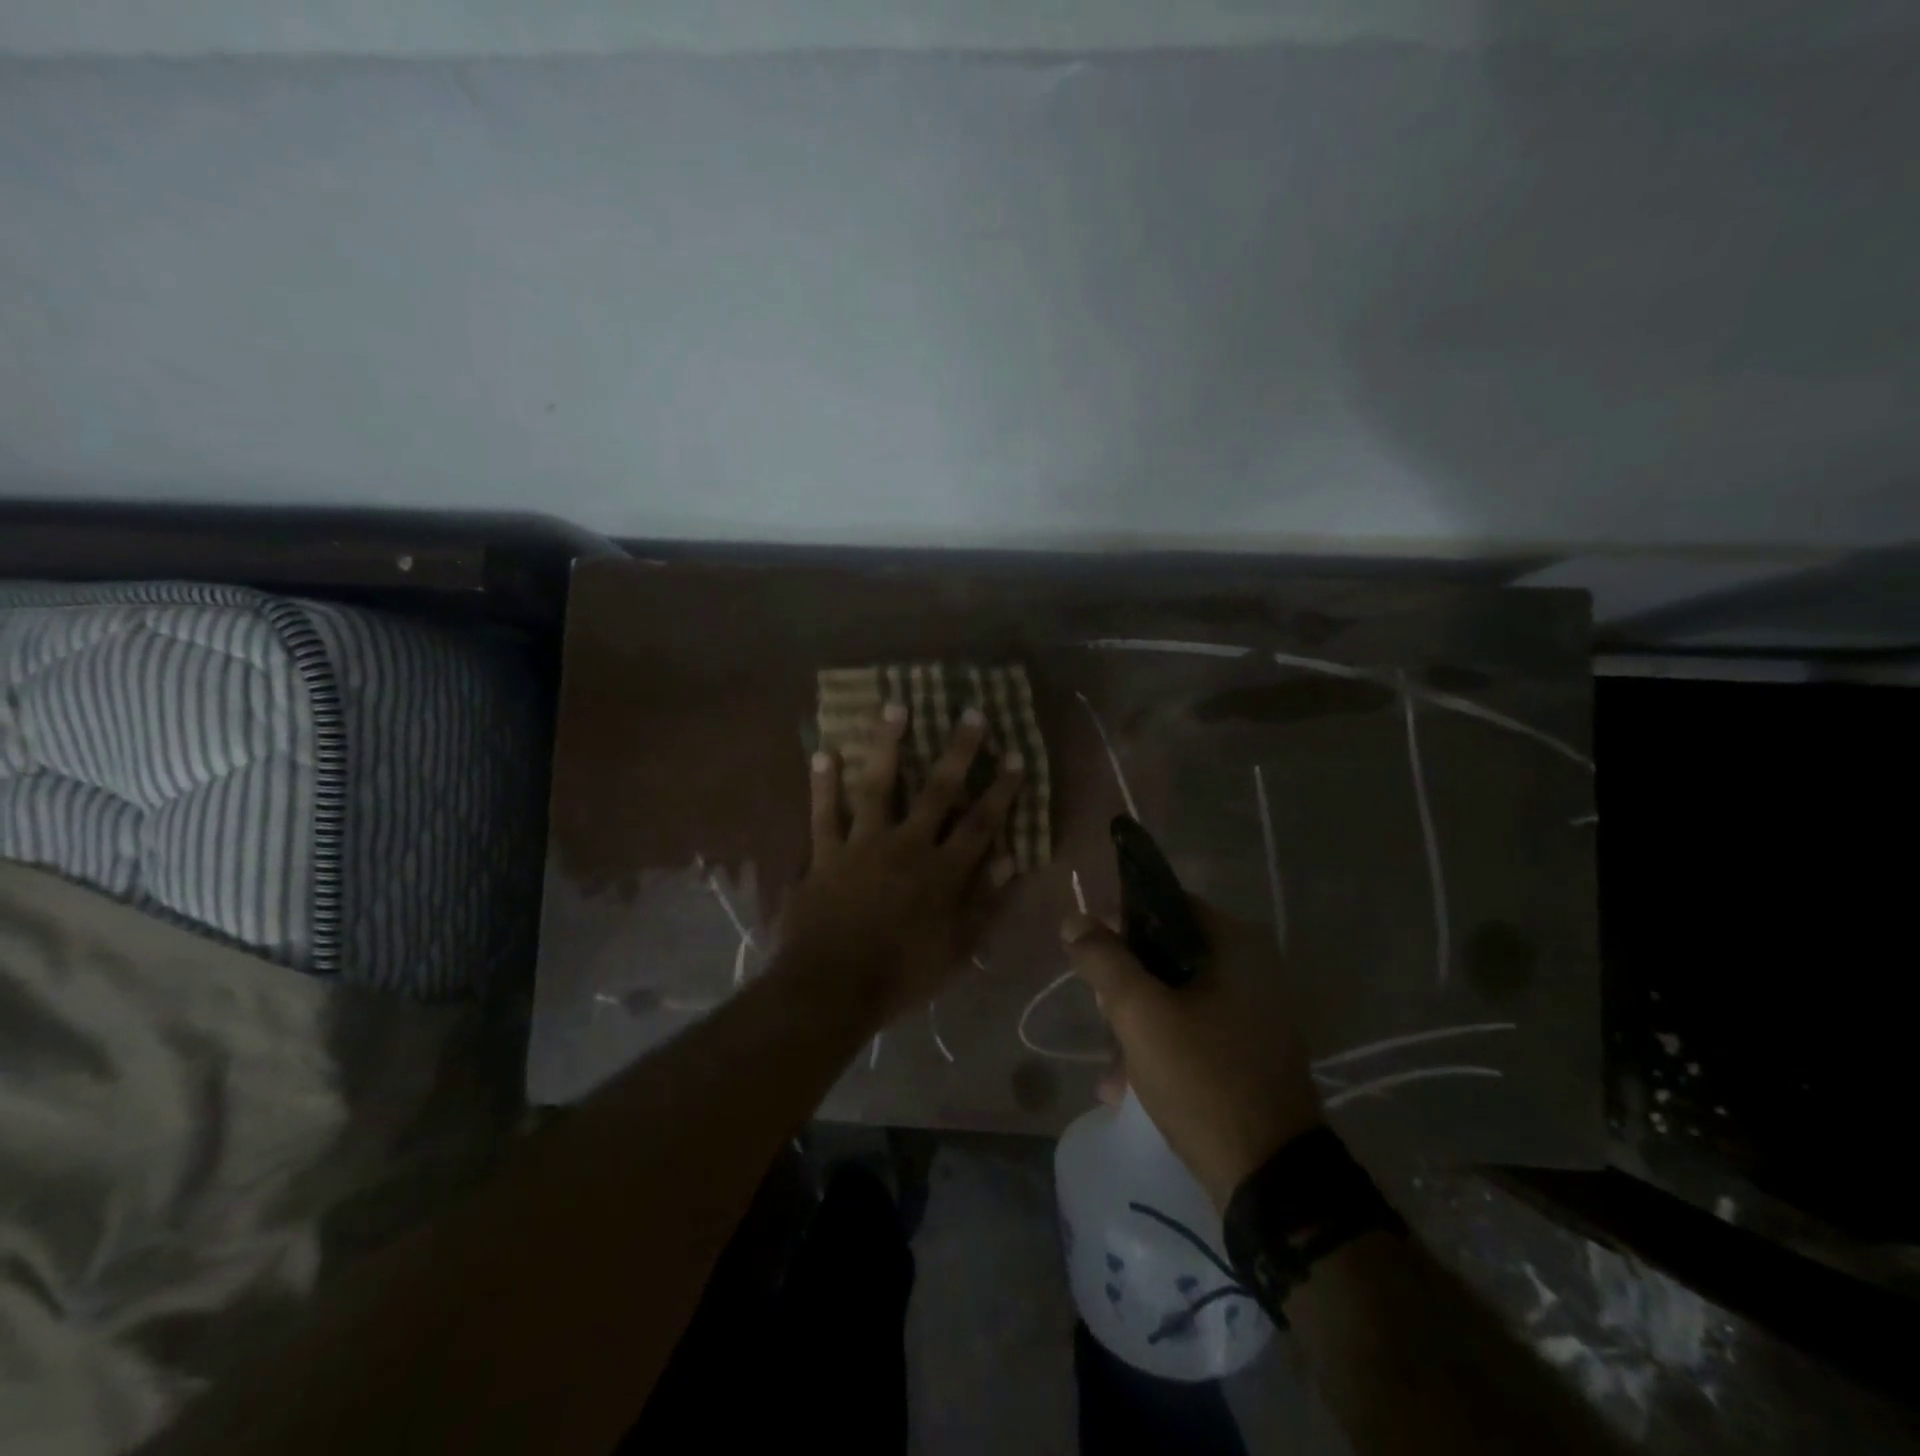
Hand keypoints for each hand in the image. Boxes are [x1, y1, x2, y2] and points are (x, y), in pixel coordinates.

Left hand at [779, 702, 1023, 1021]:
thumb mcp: (957, 949)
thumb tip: (1011, 859)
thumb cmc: (902, 975)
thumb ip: (985, 902)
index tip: (1016, 756)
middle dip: (958, 752)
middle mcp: (907, 846)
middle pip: (937, 791)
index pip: (981, 823)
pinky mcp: (825, 854)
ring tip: (895, 707)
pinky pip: (823, 814)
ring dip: (886, 745)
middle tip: (972, 714)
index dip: (1001, 790)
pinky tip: (823, 753)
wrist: (832, 989)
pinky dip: (823, 785)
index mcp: (942, 871)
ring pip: (878, 786)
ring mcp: (862, 846)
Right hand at [1063, 901, 1323, 1209]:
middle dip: (1126, 986)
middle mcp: (1251, 971)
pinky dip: (1160, 1049)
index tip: (1089, 953)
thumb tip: (1075, 919)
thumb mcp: (1140, 1014)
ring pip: (1175, 998)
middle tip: (1103, 1015)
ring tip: (1111, 1068)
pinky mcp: (1248, 1055)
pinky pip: (1192, 1033)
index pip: (1165, 905)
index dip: (1120, 922)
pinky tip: (1127, 1087)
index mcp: (1234, 946)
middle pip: (1167, 955)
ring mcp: (1253, 1016)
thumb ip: (1103, 959)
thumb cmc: (1203, 1079)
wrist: (1270, 1180)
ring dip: (1136, 1024)